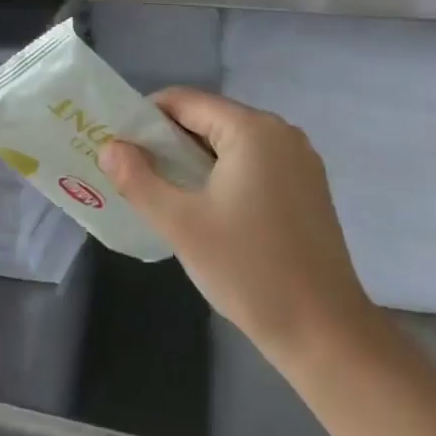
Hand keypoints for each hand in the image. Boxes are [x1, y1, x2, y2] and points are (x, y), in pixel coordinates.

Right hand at [100, 88, 374, 369]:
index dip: (144, 118)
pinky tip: (205, 211)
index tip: (119, 147)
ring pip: (229, 145)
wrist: (325, 334)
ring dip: (193, 162)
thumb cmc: (249, 270)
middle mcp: (280, 133)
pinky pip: (252, 165)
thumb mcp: (181, 224)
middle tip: (134, 174)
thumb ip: (138, 179)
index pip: (184, 101)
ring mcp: (300, 161)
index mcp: (252, 130)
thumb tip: (110, 147)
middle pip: (208, 119)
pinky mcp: (307, 189)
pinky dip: (222, 176)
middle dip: (167, 142)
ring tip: (163, 194)